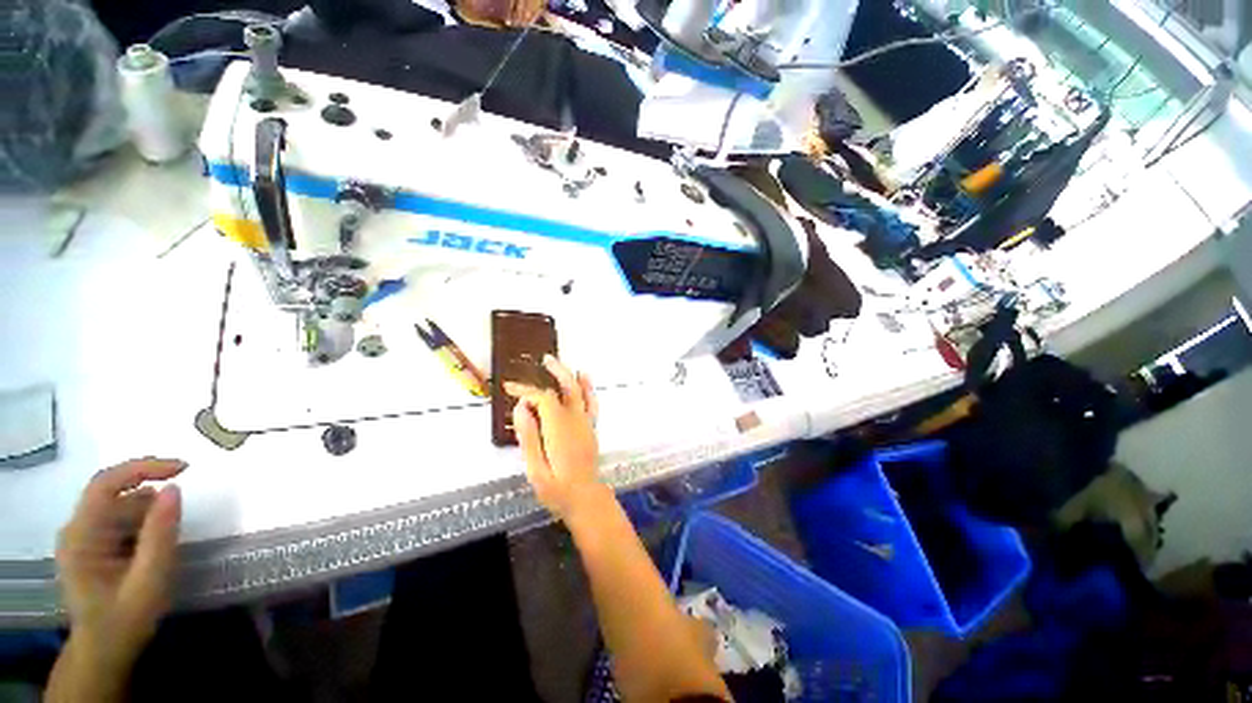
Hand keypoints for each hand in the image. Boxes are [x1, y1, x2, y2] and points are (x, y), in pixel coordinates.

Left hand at [56, 458, 184, 673]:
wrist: (105, 652)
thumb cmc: (125, 619)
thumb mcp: (149, 580)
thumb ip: (160, 535)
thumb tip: (174, 489)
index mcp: (81, 535)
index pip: (106, 484)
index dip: (143, 468)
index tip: (183, 468)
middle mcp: (76, 529)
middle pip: (115, 496)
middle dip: (151, 499)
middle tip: (183, 509)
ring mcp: (83, 537)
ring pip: (121, 508)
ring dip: (149, 516)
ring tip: (168, 543)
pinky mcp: (93, 544)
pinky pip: (121, 521)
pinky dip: (143, 526)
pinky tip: (154, 547)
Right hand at [505, 355, 602, 519]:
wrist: (586, 499)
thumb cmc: (557, 489)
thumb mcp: (535, 469)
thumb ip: (528, 437)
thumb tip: (521, 408)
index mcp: (558, 428)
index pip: (543, 399)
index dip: (526, 390)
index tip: (510, 388)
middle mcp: (575, 420)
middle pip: (566, 387)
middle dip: (554, 371)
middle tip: (542, 360)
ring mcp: (586, 423)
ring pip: (580, 391)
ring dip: (569, 375)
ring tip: (556, 363)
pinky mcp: (591, 427)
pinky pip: (591, 402)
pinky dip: (588, 388)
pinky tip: (584, 377)